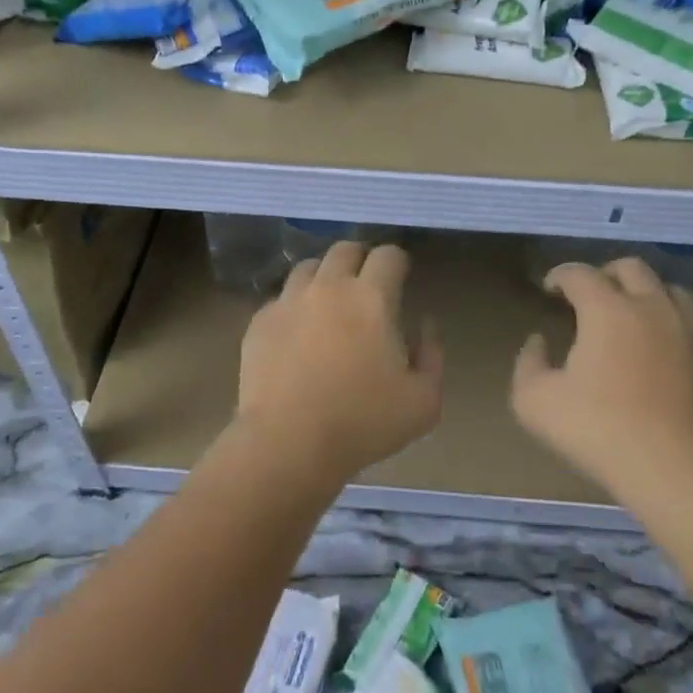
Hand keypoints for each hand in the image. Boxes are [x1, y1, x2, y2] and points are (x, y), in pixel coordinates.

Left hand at [236, 241, 442, 485]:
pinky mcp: (260, 321)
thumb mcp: (424, 401)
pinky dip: (294, 306)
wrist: (287, 443)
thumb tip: (424, 324)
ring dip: (324, 277)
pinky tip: (298, 334)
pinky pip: (281, 299)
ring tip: (329, 304)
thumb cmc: (363, 423)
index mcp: (371, 298)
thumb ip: (432, 354)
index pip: (388, 255)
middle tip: (366, 285)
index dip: (398, 261)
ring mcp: (289, 301)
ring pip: (308, 267)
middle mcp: (329, 287)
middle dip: (360, 259)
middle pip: (345, 249)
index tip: (401, 277)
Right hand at [511, 258, 692, 501]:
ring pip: (675, 291)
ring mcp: (692, 333)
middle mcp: (652, 308)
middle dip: (607, 273)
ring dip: (650, 294)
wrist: (677, 470)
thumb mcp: (534, 402)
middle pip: (632, 268)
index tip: (549, 289)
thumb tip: (538, 341)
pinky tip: (677, 347)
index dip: (560, 275)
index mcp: (607, 309)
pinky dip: (687, 330)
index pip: (579, 274)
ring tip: (636, 314)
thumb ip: (528, 364)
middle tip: (591, 294)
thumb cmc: (599, 430)